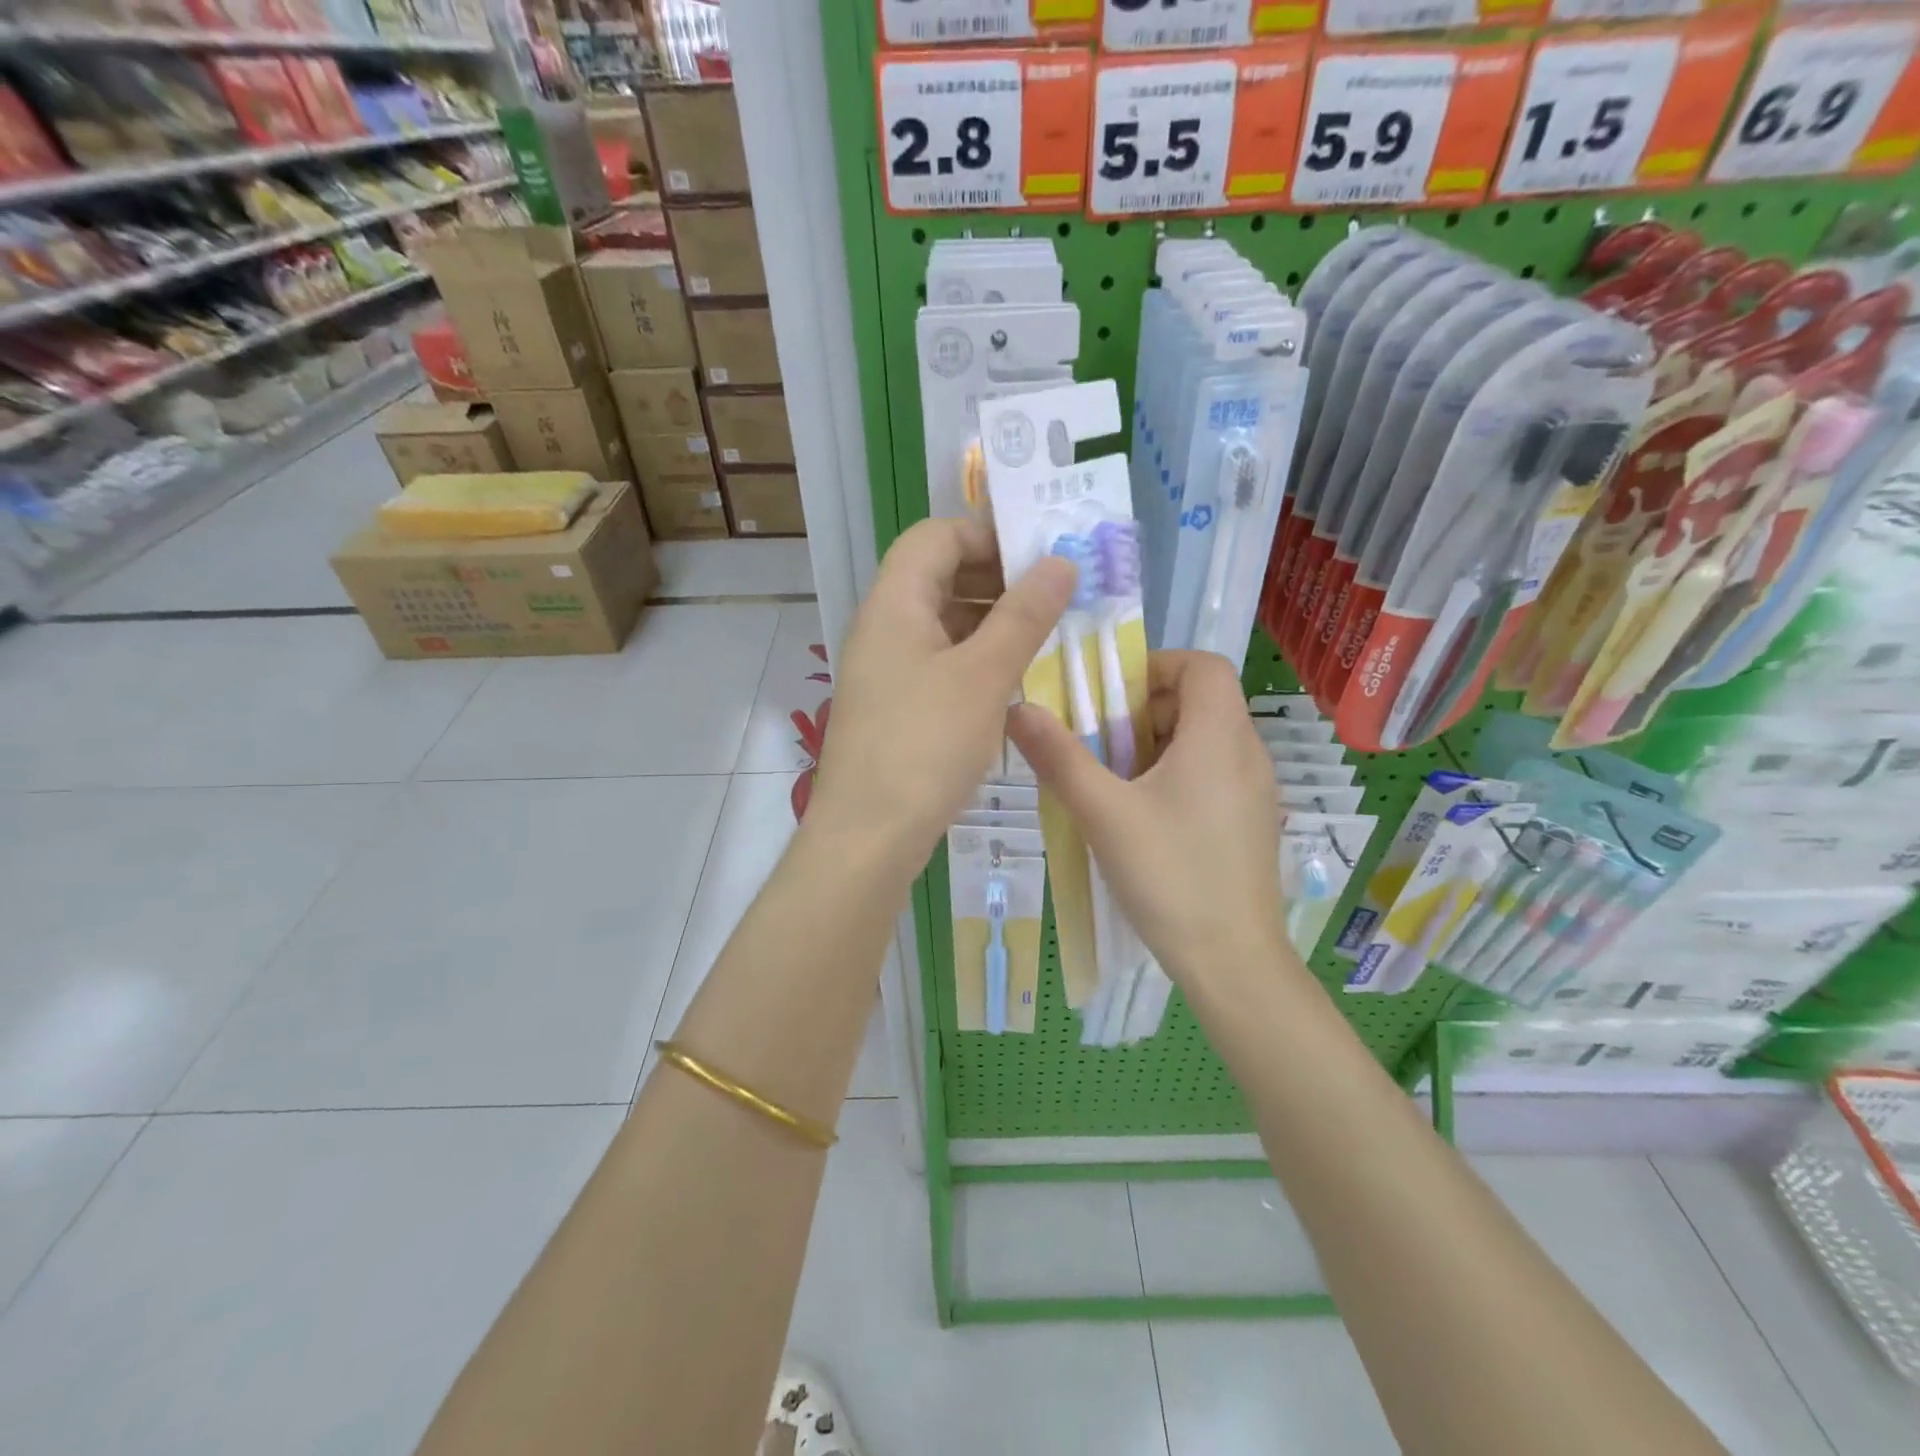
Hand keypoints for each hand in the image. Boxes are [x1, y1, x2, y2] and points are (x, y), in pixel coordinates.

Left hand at [807, 517, 1074, 874]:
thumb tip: (1059, 562)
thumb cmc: (925, 746)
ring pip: (944, 623)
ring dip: (993, 622)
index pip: (936, 536)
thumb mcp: (984, 676)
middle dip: (998, 578)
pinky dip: (977, 659)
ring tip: (1046, 637)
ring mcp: (887, 669)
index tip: (1041, 557)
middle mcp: (884, 627)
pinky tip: (1015, 680)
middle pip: (939, 576)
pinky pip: (940, 662)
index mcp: (895, 603)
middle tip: (1055, 597)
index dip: (987, 535)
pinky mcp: (896, 706)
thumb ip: (1024, 615)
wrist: (868, 836)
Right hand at [1006, 651, 1294, 993]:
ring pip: (1204, 740)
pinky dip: (1175, 774)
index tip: (1110, 698)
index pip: (1202, 664)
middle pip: (1199, 701)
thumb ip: (1059, 757)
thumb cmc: (1170, 876)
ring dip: (1155, 745)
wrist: (1232, 961)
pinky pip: (1213, 773)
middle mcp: (1248, 753)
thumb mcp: (1104, 812)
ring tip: (1114, 784)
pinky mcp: (1252, 822)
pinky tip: (1143, 818)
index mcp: (1220, 735)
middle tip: (1100, 745)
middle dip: (1144, 711)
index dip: (1155, 666)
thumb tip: (1017, 709)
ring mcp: (1256, 790)